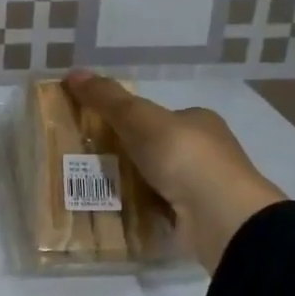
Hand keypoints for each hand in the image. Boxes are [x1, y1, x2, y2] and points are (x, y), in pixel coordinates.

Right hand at [64, 70, 287, 273]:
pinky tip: (111, 215)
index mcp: (198, 122)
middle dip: (122, 157)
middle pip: (153, 151)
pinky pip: (156, 213)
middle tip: (84, 163)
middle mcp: (204, 153)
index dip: (128, 120)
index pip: (158, 117)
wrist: (221, 218)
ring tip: (86, 191)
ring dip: (127, 188)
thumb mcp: (140, 119)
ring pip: (153, 183)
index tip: (96, 130)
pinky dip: (136, 214)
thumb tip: (72, 72)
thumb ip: (108, 98)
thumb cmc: (185, 157)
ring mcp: (201, 190)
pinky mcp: (195, 222)